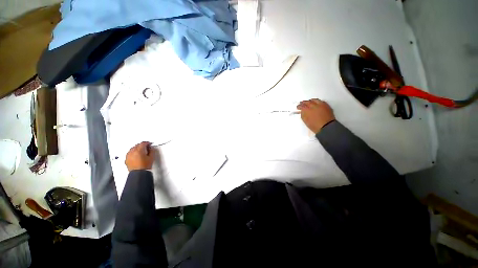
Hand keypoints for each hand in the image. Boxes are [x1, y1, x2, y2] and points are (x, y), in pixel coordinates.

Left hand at [125, 142, 156, 170]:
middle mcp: (132, 152)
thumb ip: (151, 151)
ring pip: (132, 148)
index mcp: (139, 151)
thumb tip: (150, 148)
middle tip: (146, 147)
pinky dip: (133, 152)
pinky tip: (136, 154)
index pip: (142, 143)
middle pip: (137, 145)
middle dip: (141, 145)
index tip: (149, 144)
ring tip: (141, 151)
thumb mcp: (151, 157)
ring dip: (137, 148)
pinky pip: (129, 153)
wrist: (139, 173)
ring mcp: (128, 155)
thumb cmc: (145, 166)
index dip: (147, 143)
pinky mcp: (126, 159)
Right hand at [297, 99, 334, 132]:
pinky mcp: (326, 105)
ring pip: (314, 100)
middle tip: (302, 103)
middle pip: (307, 102)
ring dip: (310, 101)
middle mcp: (313, 106)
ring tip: (309, 101)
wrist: (326, 127)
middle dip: (304, 102)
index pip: (301, 106)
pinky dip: (317, 101)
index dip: (299, 106)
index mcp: (306, 110)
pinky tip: (317, 102)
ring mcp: (320, 105)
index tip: (298, 107)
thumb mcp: (306, 121)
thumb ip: (303, 115)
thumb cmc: (315, 126)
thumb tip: (302, 112)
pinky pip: (321, 101)